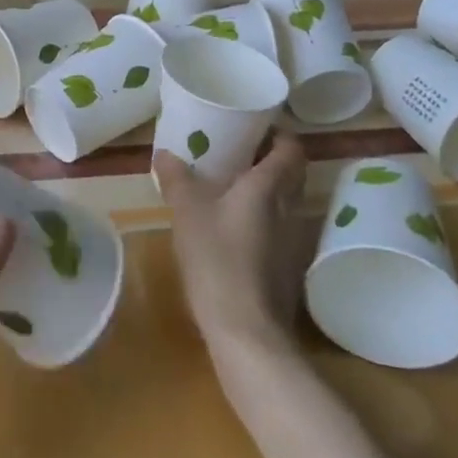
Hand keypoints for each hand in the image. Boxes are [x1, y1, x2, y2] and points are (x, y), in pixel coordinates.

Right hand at [154, 131, 317, 371]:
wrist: (247, 332)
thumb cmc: (218, 259)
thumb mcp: (187, 212)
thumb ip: (176, 179)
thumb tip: (164, 153)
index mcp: (268, 187)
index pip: (291, 149)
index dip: (280, 133)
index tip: (256, 125)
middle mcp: (288, 209)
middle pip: (293, 174)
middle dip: (272, 158)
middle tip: (240, 149)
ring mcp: (291, 243)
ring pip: (286, 203)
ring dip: (268, 190)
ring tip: (233, 184)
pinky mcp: (284, 270)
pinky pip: (278, 229)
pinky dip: (263, 219)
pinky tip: (235, 227)